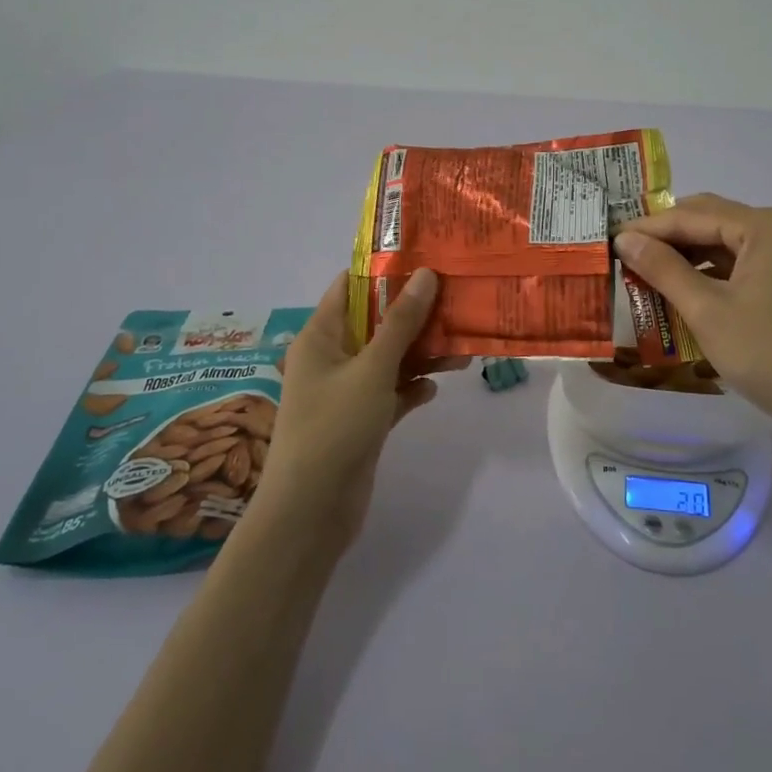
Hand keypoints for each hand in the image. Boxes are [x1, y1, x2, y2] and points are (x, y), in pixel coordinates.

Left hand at [257, 268, 455, 548]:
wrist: (311, 511)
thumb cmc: (335, 427)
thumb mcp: (372, 368)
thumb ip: (401, 322)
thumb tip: (426, 274)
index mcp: (320, 335)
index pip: (350, 287)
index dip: (385, 271)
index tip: (427, 260)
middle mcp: (331, 357)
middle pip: (375, 322)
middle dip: (414, 313)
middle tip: (456, 300)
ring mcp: (346, 390)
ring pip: (388, 358)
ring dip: (420, 353)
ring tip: (460, 347)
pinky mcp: (361, 420)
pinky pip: (391, 392)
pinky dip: (411, 388)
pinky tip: (436, 388)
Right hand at [613, 194, 771, 433]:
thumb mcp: (707, 312)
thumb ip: (663, 269)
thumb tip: (625, 239)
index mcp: (769, 225)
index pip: (694, 215)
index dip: (648, 228)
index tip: (609, 240)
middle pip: (714, 221)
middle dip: (669, 237)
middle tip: (626, 253)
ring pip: (731, 243)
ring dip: (691, 256)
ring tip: (648, 273)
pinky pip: (749, 264)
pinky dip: (716, 274)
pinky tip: (688, 291)